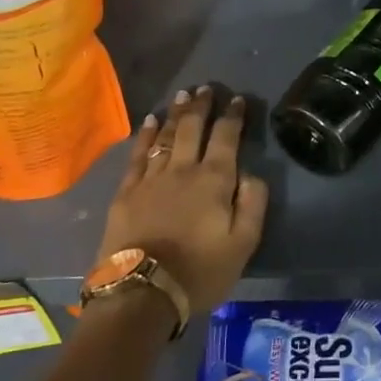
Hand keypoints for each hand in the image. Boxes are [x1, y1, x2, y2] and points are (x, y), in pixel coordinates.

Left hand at [94, 85, 269, 318]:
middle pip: (193, 128)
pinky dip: (145, 134)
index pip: (227, 137)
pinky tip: (149, 121)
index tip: (237, 100)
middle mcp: (183, 169)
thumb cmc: (199, 272)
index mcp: (215, 179)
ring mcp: (152, 178)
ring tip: (182, 95)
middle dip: (201, 105)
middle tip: (206, 87)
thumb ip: (253, 203)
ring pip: (165, 135)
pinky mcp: (127, 191)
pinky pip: (138, 154)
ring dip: (176, 113)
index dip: (233, 116)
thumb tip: (250, 174)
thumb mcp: (243, 244)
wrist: (141, 294)